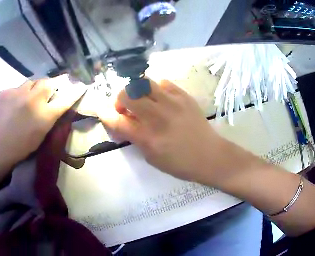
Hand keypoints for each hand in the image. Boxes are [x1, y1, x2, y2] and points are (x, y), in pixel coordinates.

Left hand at [0, 75, 85, 168]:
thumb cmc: (19, 148)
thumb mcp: (40, 136)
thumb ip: (49, 118)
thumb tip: (54, 106)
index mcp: (44, 116)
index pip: (65, 99)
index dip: (74, 91)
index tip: (81, 85)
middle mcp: (32, 99)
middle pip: (48, 82)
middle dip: (51, 85)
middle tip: (48, 91)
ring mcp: (17, 92)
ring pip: (31, 82)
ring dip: (33, 88)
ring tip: (28, 98)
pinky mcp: (4, 91)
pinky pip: (16, 88)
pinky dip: (18, 94)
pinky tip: (12, 105)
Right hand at [98, 79, 228, 183]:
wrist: (210, 156)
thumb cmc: (180, 163)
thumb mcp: (151, 158)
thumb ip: (135, 138)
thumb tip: (123, 121)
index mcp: (147, 137)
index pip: (117, 120)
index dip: (105, 115)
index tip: (104, 112)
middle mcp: (157, 116)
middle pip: (127, 94)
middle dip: (120, 99)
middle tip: (126, 108)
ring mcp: (172, 103)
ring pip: (143, 83)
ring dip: (137, 91)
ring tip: (143, 100)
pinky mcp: (184, 96)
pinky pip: (163, 83)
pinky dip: (155, 89)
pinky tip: (160, 98)